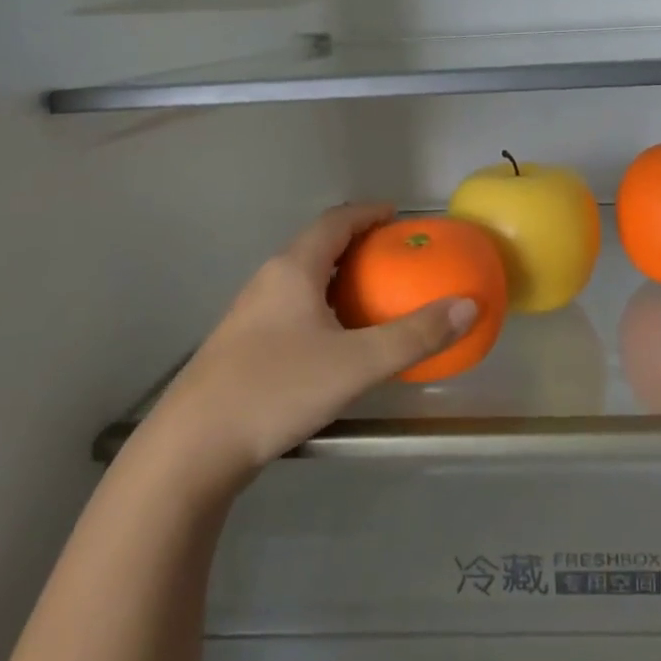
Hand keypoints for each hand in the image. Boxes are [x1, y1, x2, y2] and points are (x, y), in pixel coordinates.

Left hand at [142, 204, 477, 486]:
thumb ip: (414, 336)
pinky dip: (322, 306)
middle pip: (317, 246)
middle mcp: (268, 281)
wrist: (192, 448)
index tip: (398, 215)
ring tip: (372, 296)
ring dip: (338, 278)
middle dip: (357, 245)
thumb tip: (468, 306)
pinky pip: (291, 308)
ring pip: (302, 280)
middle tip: (395, 258)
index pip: (336, 222)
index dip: (368, 213)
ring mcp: (250, 314)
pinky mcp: (242, 346)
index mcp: (293, 270)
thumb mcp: (357, 364)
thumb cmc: (276, 390)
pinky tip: (335, 341)